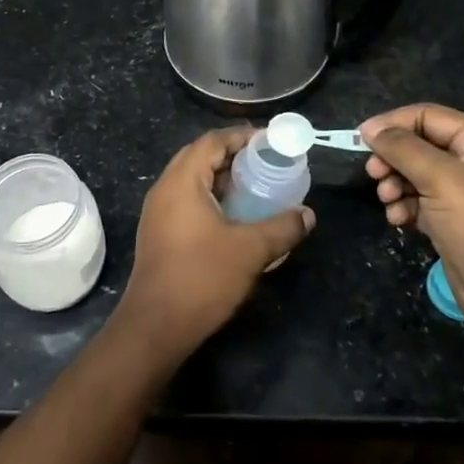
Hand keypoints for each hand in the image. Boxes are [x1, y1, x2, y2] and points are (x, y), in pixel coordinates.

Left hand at [118, 126, 314, 359]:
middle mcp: (165, 189)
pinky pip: (186, 200)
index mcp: (182, 181)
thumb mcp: (250, 250)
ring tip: (255, 186)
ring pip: (191, 180)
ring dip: (221, 178)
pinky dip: (210, 197)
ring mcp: (157, 212)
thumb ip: (282, 227)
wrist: (156, 326)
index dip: (241, 136)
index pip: (211, 141)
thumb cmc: (202, 278)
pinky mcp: (158, 232)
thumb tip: (308, 214)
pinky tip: (234, 215)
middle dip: (232, 154)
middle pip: (199, 156)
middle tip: (265, 162)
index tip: (270, 142)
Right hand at [361, 104, 463, 340]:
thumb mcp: (441, 179)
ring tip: (387, 200)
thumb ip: (403, 148)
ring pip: (415, 174)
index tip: (361, 140)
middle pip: (418, 144)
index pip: (427, 116)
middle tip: (373, 174)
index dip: (393, 123)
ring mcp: (462, 194)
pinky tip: (397, 219)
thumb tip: (370, 128)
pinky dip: (403, 206)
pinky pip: (418, 201)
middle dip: (392, 157)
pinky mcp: (452, 221)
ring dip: (394, 183)